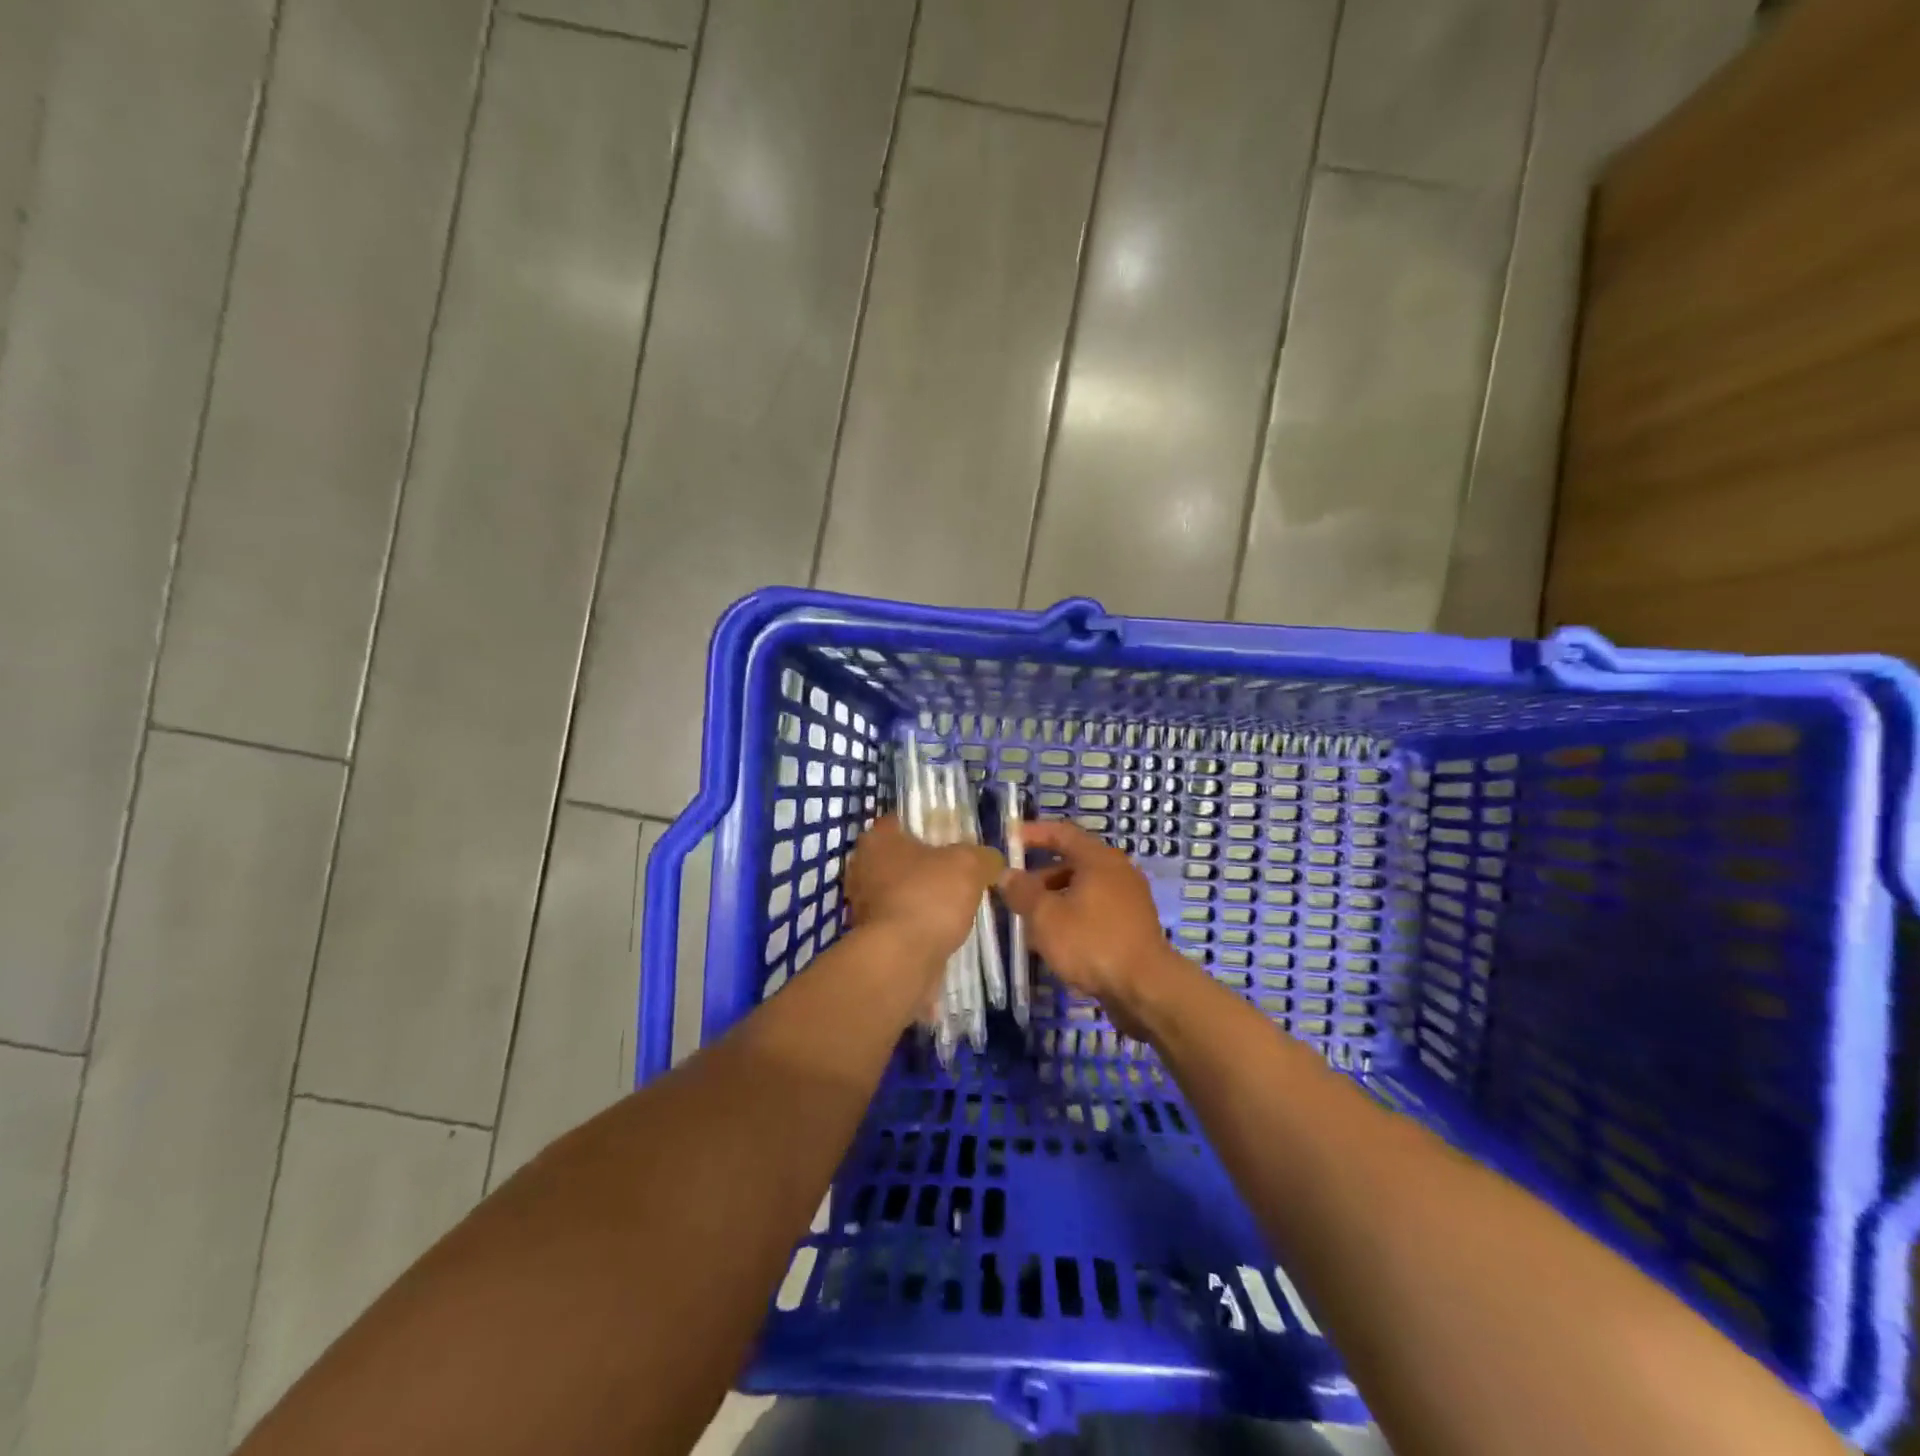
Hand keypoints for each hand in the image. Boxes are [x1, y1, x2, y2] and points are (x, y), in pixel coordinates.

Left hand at [846, 815, 1002, 973]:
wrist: (901, 959)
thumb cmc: (929, 896)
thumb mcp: (971, 864)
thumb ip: (984, 856)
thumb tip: (991, 861)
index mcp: (878, 838)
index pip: (901, 820)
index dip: (928, 825)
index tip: (953, 836)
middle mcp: (862, 866)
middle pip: (901, 857)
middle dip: (926, 864)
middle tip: (959, 871)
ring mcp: (862, 903)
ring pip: (900, 890)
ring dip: (922, 896)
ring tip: (956, 904)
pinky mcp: (870, 935)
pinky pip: (901, 919)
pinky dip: (918, 922)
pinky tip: (942, 928)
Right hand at [997, 819, 1190, 1027]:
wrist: (1145, 988)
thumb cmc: (1091, 942)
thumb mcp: (1046, 916)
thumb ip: (1022, 892)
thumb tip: (1007, 875)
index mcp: (1098, 859)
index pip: (1062, 833)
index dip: (1034, 833)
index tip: (1010, 839)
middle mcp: (1117, 872)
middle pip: (1073, 863)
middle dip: (1040, 876)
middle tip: (1014, 891)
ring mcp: (1129, 900)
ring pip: (1083, 890)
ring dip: (1054, 900)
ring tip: (1029, 923)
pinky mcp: (1132, 926)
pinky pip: (1095, 911)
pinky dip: (1073, 917)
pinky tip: (1056, 942)